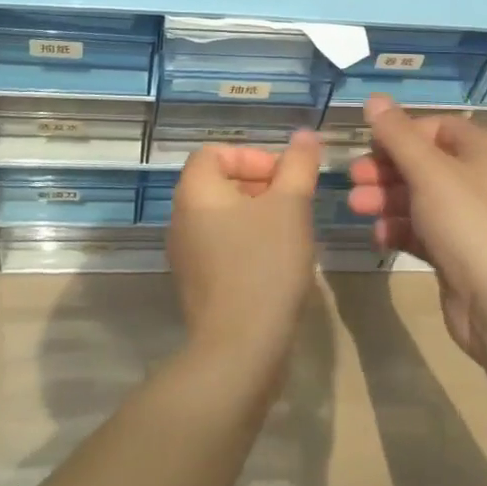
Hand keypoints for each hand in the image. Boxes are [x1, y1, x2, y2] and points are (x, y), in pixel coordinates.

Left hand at [168, 132, 322, 369]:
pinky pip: (221, 247)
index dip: (252, 156)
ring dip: (257, 215)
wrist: (240, 350)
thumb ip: (298, 165)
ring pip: (223, 216)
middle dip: (260, 185)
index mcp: (195, 191)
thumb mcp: (291, 205)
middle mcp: (181, 217)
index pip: (216, 152)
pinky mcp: (196, 285)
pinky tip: (276, 264)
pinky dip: (247, 244)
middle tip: (293, 203)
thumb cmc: (264, 264)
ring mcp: (185, 255)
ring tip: (290, 232)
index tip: (283, 177)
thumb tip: (305, 135)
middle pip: (220, 183)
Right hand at [347, 96, 486, 362]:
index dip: (402, 132)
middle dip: (386, 169)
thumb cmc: (468, 224)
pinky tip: (378, 236)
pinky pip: (425, 229)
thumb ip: (397, 135)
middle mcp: (482, 179)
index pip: (437, 127)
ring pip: (421, 197)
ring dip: (387, 198)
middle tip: (354, 177)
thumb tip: (374, 98)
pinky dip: (401, 228)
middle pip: (425, 162)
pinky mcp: (461, 252)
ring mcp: (473, 218)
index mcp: (485, 151)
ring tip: (355, 206)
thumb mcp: (428, 172)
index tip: (371, 144)